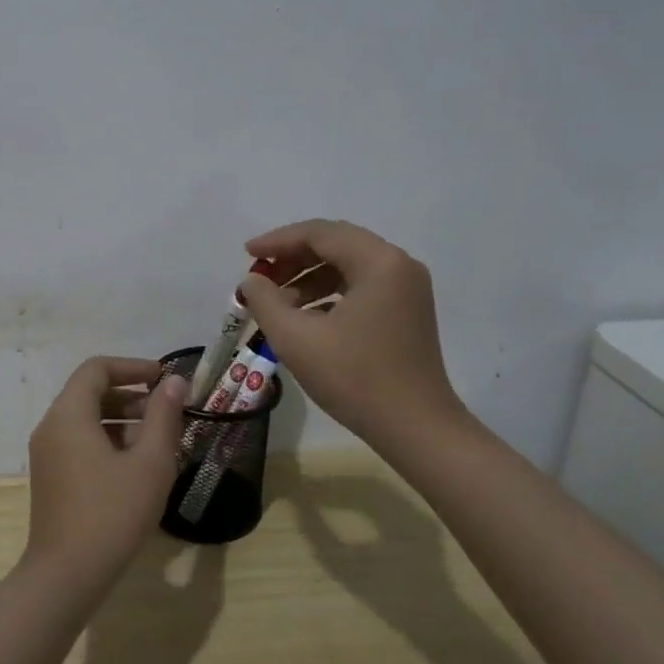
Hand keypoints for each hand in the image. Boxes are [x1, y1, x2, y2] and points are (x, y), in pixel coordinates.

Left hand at [23, 357, 187, 588]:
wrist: (66, 577)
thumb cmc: (112, 514)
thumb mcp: (150, 463)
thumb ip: (164, 416)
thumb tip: (175, 382)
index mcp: (69, 414)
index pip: (97, 368)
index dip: (132, 367)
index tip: (163, 380)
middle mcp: (51, 426)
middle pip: (90, 392)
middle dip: (130, 395)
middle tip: (166, 411)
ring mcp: (47, 454)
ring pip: (86, 419)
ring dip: (121, 419)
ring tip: (157, 440)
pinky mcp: (51, 477)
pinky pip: (79, 442)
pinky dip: (107, 440)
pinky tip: (136, 466)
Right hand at [239, 220, 467, 451]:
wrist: (416, 430)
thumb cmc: (355, 379)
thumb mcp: (296, 339)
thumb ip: (265, 301)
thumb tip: (252, 281)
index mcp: (379, 262)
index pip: (320, 233)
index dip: (278, 241)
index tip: (247, 254)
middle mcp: (399, 265)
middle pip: (336, 244)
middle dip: (293, 257)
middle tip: (260, 276)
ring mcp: (407, 288)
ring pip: (348, 265)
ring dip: (309, 277)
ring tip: (277, 303)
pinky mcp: (407, 310)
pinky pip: (361, 286)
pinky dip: (330, 293)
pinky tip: (305, 317)